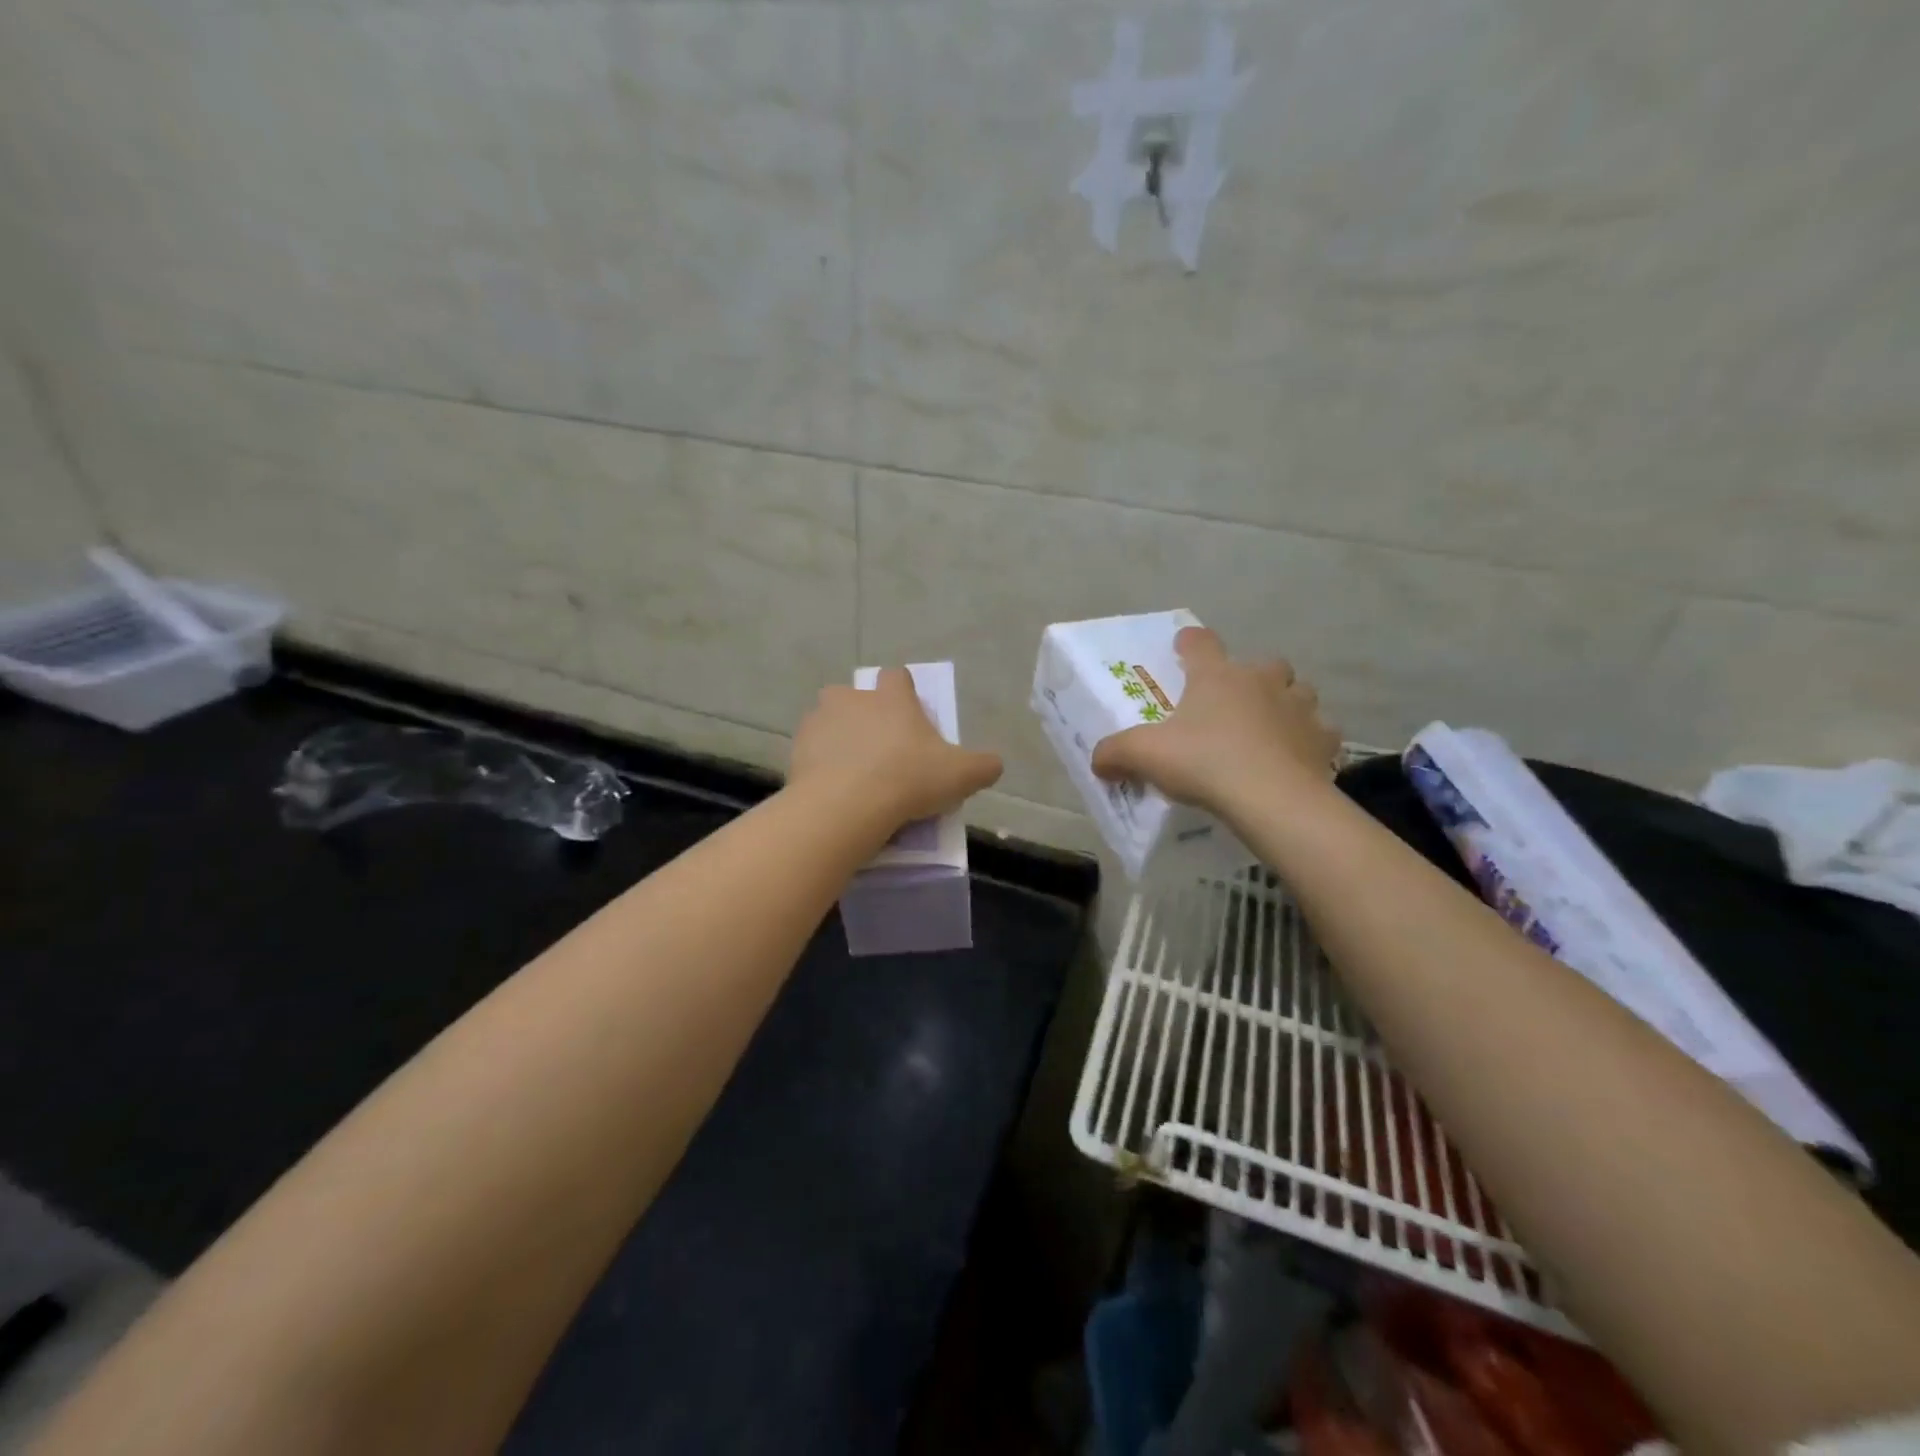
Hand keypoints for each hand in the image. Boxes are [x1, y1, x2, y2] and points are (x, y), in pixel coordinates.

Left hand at [790, 668, 1003, 827]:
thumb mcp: (961, 776)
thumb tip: (994, 764)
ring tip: (855, 776)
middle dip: (868, 718)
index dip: (905, 694)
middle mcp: (851, 698)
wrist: (845, 807)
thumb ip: (984, 766)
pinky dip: (822, 765)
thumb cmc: (908, 780)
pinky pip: (813, 752)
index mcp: (891, 697)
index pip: (898, 677)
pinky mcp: (797, 749)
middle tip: (883, 753)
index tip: (911, 719)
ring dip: (841, 740)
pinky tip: (835, 791)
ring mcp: (819, 721)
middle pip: (859, 698)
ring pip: (831, 723)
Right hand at [1091, 626, 1339, 817]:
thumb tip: (1097, 760)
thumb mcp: (1145, 756)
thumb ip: (1116, 753)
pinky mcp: (1323, 740)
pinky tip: (1295, 758)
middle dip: (1251, 676)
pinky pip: (1319, 733)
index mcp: (1216, 676)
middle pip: (1263, 663)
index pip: (1200, 643)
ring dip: (1286, 703)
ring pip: (1298, 692)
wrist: (1271, 798)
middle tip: (1234, 701)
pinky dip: (1308, 741)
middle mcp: (1261, 681)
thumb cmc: (1204, 763)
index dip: (1189, 643)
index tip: (1183, 647)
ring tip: (1270, 728)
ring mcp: (1298, 708)